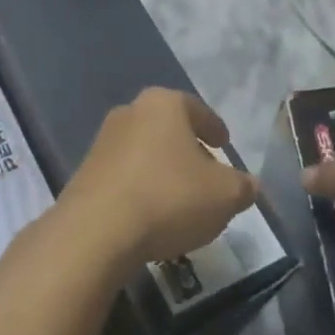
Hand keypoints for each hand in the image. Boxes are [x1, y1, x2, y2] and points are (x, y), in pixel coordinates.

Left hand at [62, 88, 260, 265]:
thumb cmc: (169, 197)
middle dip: (188, 149)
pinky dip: (141, 188)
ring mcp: (102, 142)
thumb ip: (242, 187)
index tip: (224, 144)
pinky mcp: (85, 173)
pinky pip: (124, 175)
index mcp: (163, 104)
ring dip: (162, 170)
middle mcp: (130, 112)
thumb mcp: (224, 195)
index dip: (214, 127)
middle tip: (206, 173)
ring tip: (180, 199)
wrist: (96, 230)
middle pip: (168, 128)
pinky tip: (152, 214)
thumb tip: (250, 185)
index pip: (197, 109)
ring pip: (144, 151)